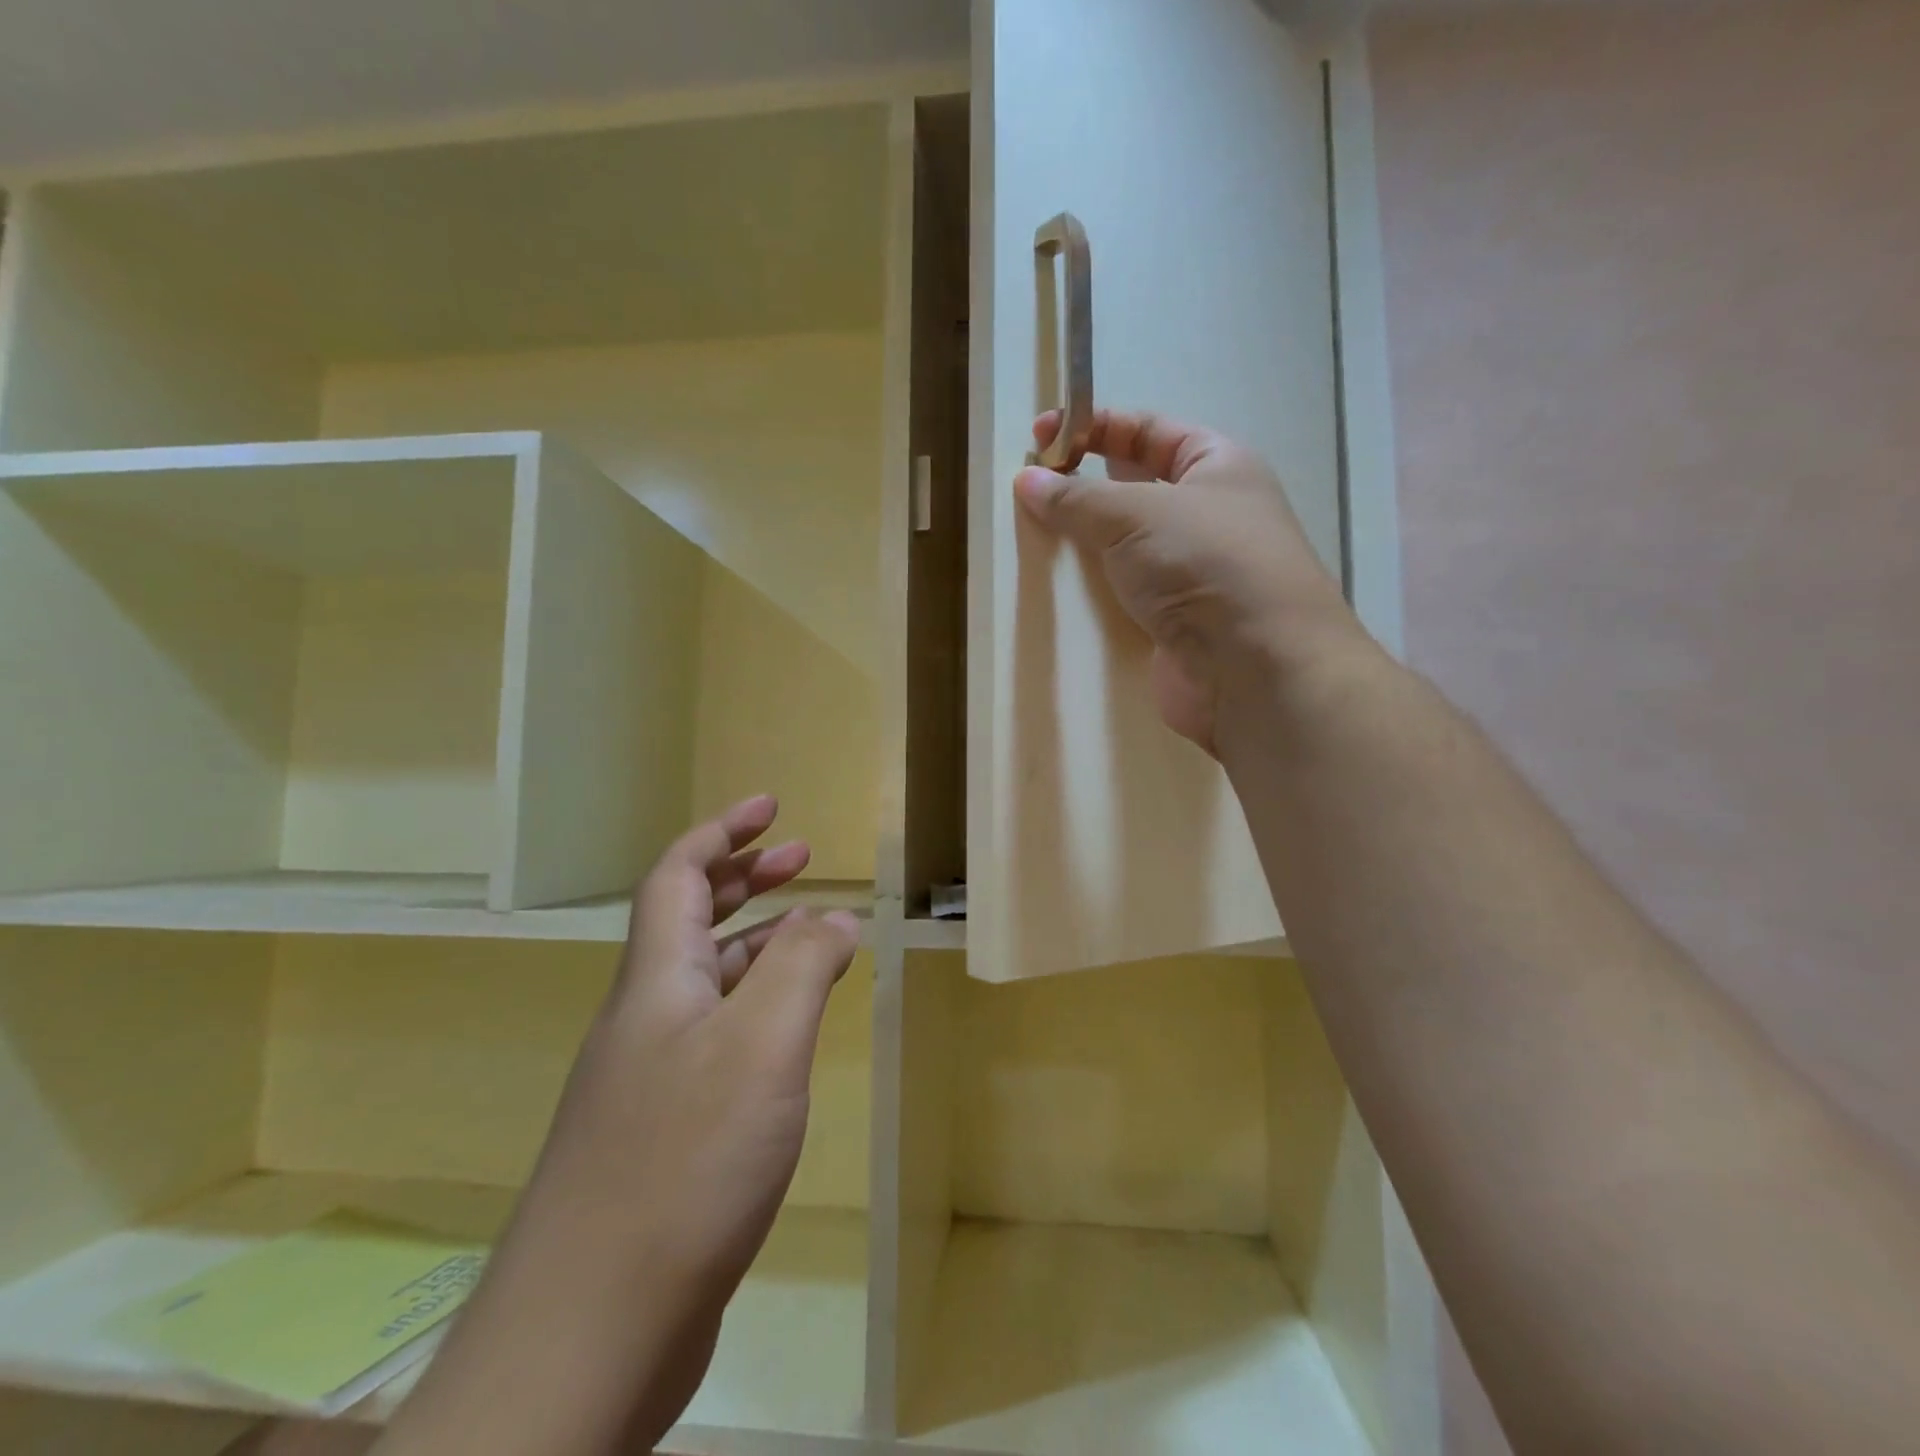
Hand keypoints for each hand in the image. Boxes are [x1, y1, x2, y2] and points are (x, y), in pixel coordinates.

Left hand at [381, 796, 858, 1455]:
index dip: (723, 832)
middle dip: (745, 877)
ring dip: (756, 942)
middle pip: (689, 920)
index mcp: (656, 981)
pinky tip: (790, 1034)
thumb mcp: (763, 1045)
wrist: (588, 1334)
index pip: (679, 876)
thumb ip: (802, 967)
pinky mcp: (663, 1133)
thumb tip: (834, 915)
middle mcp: (645, 1018)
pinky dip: (757, 1009)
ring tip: (813, 934)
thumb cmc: (683, 1163)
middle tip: (799, 856)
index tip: (770, 806)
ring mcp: (649, 1079)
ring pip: (706, 981)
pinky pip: (716, 1037)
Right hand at [1016, 409, 1366, 752]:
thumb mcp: (1136, 513)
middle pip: (1137, 486)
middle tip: (1033, 489)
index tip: (1040, 437)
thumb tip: (1027, 479)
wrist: (1255, 669)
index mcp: (1217, 465)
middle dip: (1086, 484)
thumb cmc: (1205, 564)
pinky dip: (1097, 588)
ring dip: (1088, 540)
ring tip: (1037, 536)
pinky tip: (1063, 588)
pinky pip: (1128, 592)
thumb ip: (1077, 497)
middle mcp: (1209, 514)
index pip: (1148, 430)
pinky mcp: (1176, 622)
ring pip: (1129, 545)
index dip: (1094, 426)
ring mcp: (1193, 572)